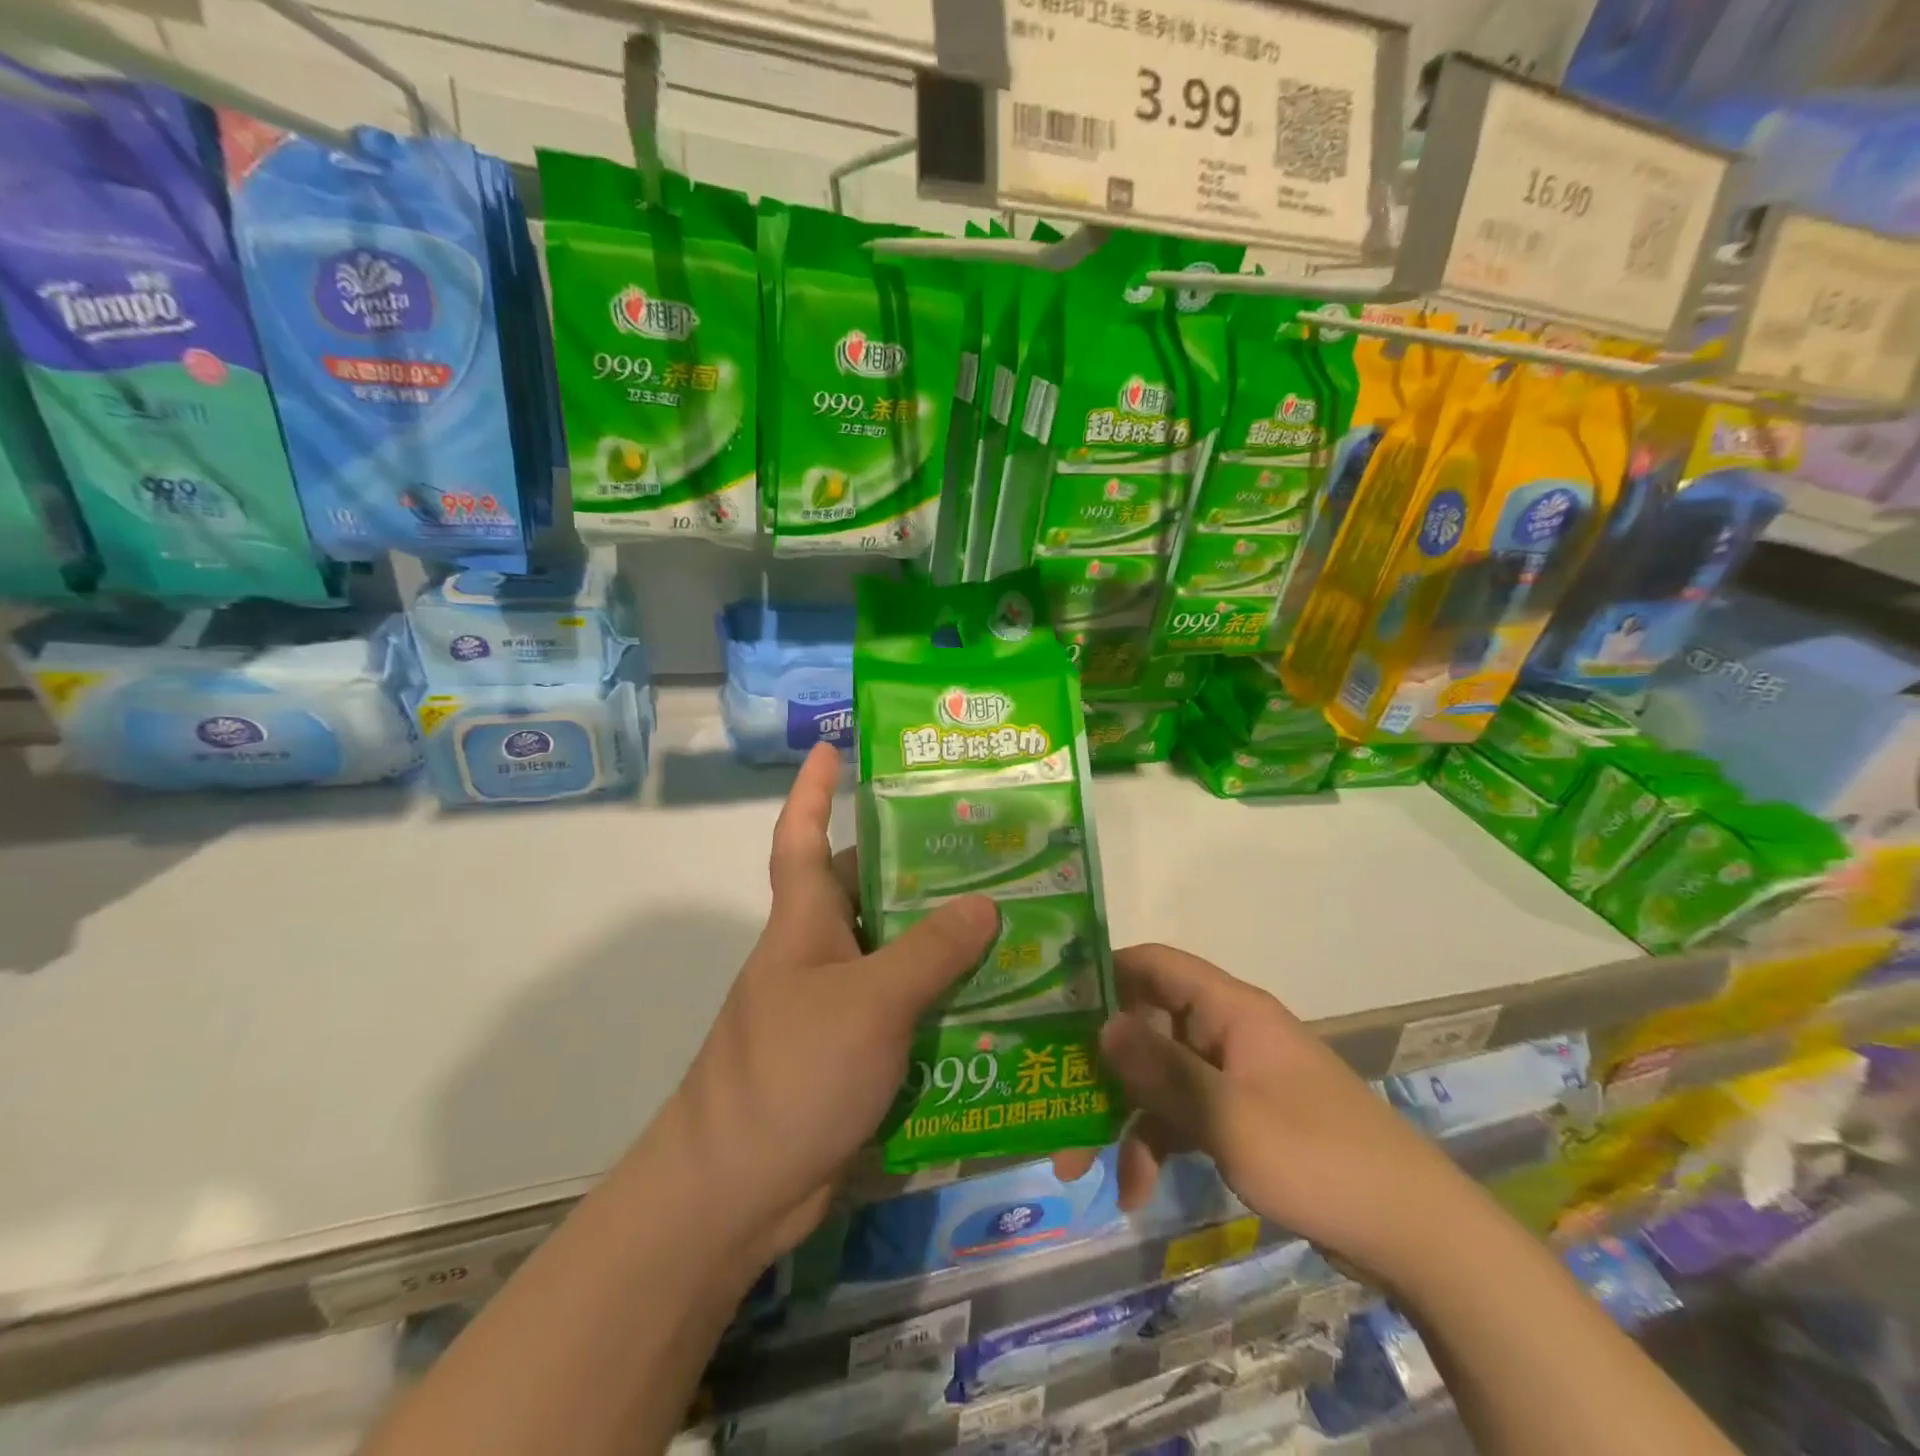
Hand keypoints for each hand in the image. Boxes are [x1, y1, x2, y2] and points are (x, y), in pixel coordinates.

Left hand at [657, 742, 998, 1263]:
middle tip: (988, 849)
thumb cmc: (791, 1073)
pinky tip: (996, 1002)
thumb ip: (929, 952)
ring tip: (1012, 921)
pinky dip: (942, 1002)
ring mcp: (835, 1006)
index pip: (800, 836)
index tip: (832, 747)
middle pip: (869, 891)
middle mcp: (818, 953)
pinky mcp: (852, 1054)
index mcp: (804, 921)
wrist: (734, 1192)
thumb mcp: (868, 1002)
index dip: (812, 790)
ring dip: (943, 942)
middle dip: (918, 867)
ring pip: (895, 953)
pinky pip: (905, 1010)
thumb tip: (986, 903)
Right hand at [1065, 942, 1485, 1285]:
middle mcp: (1227, 1031)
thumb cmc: (1318, 1158)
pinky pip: (1185, 1115)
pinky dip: (1158, 1144)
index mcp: (1228, 1010)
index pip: (1154, 965)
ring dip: (1123, 1115)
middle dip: (1101, 1065)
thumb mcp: (1228, 1118)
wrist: (1415, 1234)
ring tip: (1078, 1165)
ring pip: (1161, 1077)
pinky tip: (1135, 1190)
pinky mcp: (1242, 1116)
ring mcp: (1235, 1075)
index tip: (1053, 1001)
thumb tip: (1101, 1026)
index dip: (1104, 973)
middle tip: (1052, 1097)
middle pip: (1148, 1027)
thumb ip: (1162, 1071)